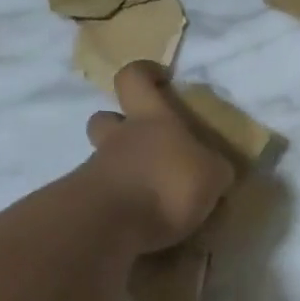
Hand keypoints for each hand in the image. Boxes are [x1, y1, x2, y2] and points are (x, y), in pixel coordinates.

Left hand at [83, 62, 234, 252]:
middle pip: (104, 118)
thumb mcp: (213, 175)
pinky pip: (101, 196)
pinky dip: (118, 204)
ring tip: (151, 195)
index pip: (134, 77)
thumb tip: (216, 170)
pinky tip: (140, 223)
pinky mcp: (84, 204)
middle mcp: (119, 137)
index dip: (144, 74)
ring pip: (103, 159)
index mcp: (151, 118)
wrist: (112, 226)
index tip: (160, 80)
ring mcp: (95, 170)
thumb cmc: (169, 183)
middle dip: (119, 126)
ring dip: (122, 170)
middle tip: (147, 145)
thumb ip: (214, 169)